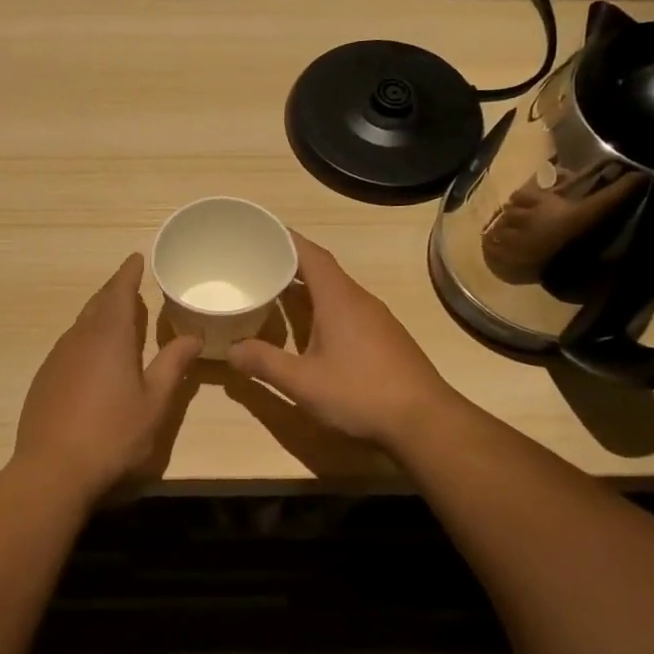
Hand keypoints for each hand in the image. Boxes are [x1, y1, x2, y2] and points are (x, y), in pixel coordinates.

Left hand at [12, 254, 201, 501]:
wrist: (52, 470)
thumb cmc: (113, 434)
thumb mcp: (154, 402)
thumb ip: (173, 365)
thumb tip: (193, 335)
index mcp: (109, 337)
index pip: (118, 292)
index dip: (128, 273)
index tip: (136, 257)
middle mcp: (78, 339)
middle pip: (96, 304)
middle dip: (114, 292)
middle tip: (132, 287)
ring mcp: (56, 359)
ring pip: (80, 326)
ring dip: (99, 317)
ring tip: (117, 320)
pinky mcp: (44, 380)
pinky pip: (69, 347)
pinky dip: (86, 341)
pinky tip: (94, 360)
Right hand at [226, 233, 455, 450]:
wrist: (424, 421)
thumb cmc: (360, 393)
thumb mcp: (302, 382)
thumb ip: (264, 363)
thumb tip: (230, 350)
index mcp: (338, 299)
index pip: (310, 254)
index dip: (285, 240)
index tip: (259, 233)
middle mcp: (359, 300)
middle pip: (322, 270)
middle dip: (289, 265)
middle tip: (255, 266)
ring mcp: (376, 319)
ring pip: (335, 292)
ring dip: (306, 289)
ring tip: (274, 294)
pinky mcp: (384, 339)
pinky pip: (347, 311)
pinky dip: (322, 309)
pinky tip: (308, 330)